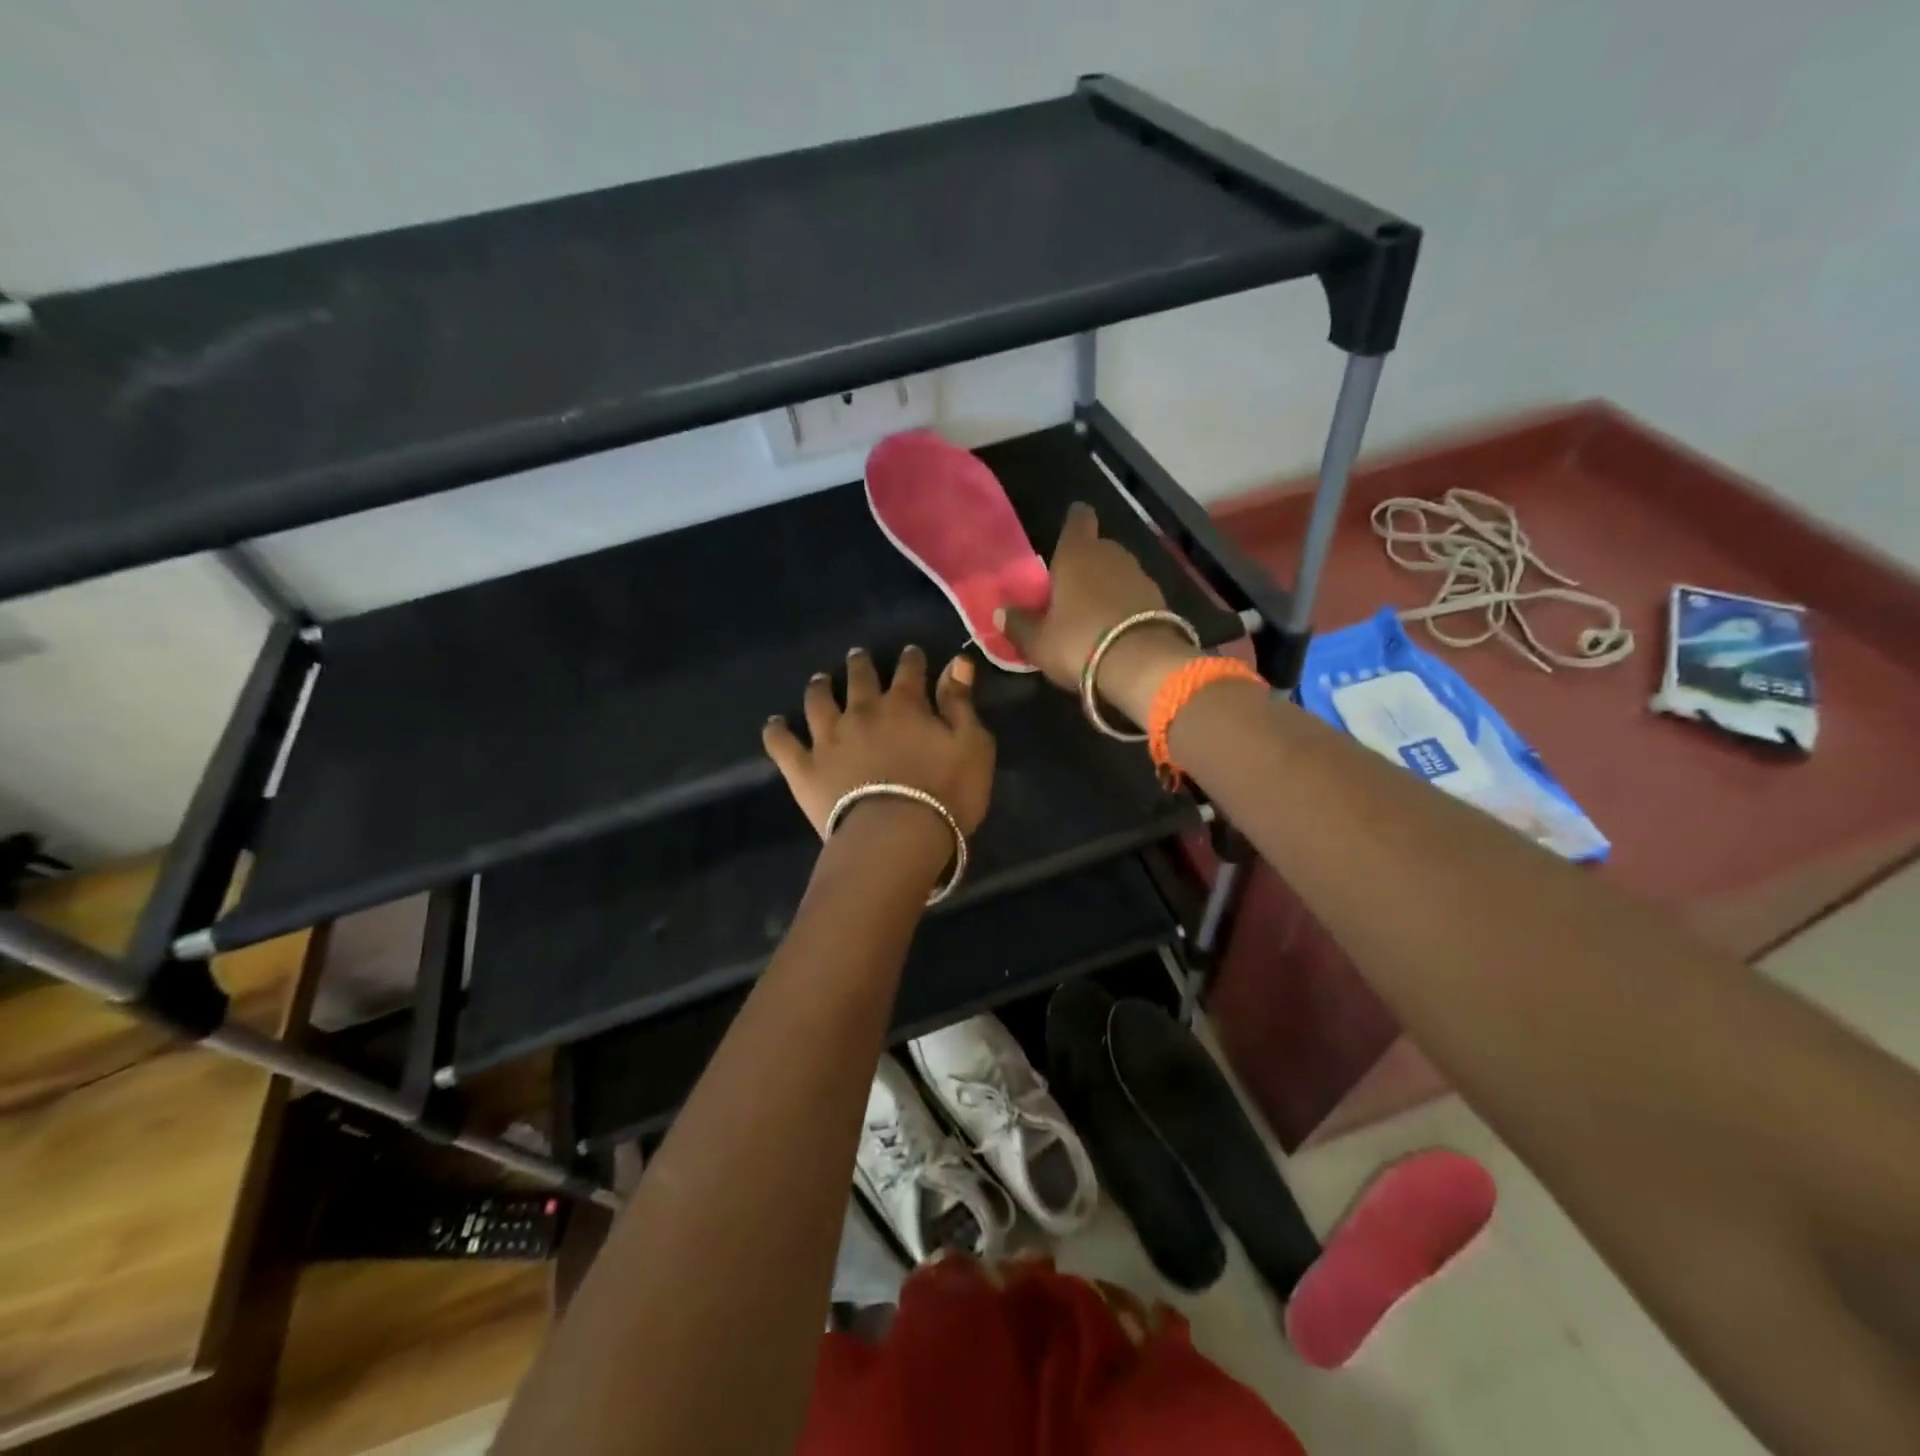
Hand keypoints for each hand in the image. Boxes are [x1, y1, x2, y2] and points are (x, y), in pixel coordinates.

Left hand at [763, 646, 995, 840]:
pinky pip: (783, 744)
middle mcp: (862, 712)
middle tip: (858, 656)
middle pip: (859, 678)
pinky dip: (777, 732)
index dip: (911, 659)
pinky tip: (775, 724)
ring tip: (820, 680)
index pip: (909, 671)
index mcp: (905, 705)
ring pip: (818, 701)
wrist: (896, 836)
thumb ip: (960, 703)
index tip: (911, 653)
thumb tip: (959, 662)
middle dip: (860, 664)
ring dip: (820, 687)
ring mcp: (828, 739)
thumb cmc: (946, 793)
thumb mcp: (972, 745)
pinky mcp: (804, 768)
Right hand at [997, 503, 1200, 723]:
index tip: (1068, 533)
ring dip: (1105, 588)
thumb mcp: (1037, 641)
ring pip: (1117, 573)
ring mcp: (1140, 576)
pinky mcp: (1160, 600)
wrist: (1142, 665)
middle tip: (1068, 592)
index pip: (1078, 519)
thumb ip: (1018, 624)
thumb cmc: (1078, 642)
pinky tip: (1114, 630)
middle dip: (1084, 565)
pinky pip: (1134, 596)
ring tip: (1091, 616)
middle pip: (1097, 549)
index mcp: (1077, 554)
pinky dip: (1124, 607)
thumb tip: (1000, 612)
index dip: (1073, 523)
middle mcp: (1111, 555)